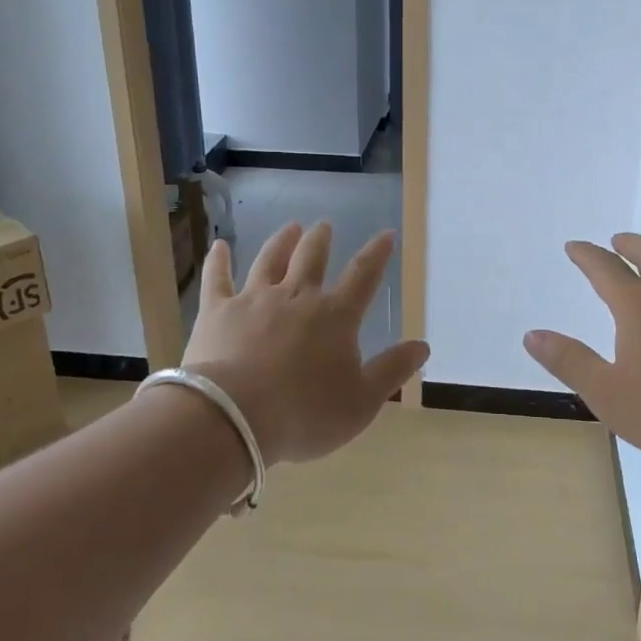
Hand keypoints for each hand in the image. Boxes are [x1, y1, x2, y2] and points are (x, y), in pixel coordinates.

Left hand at [181, 222, 428, 466]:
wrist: (235, 416)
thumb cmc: (305, 413)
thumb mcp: (362, 401)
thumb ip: (392, 370)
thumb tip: (422, 345)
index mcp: (335, 316)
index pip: (363, 276)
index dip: (376, 254)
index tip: (385, 234)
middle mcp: (297, 297)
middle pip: (312, 259)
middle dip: (321, 240)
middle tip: (324, 225)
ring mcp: (254, 300)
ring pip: (270, 260)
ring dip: (282, 242)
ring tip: (290, 228)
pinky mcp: (217, 311)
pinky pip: (218, 278)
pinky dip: (218, 261)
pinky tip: (218, 246)